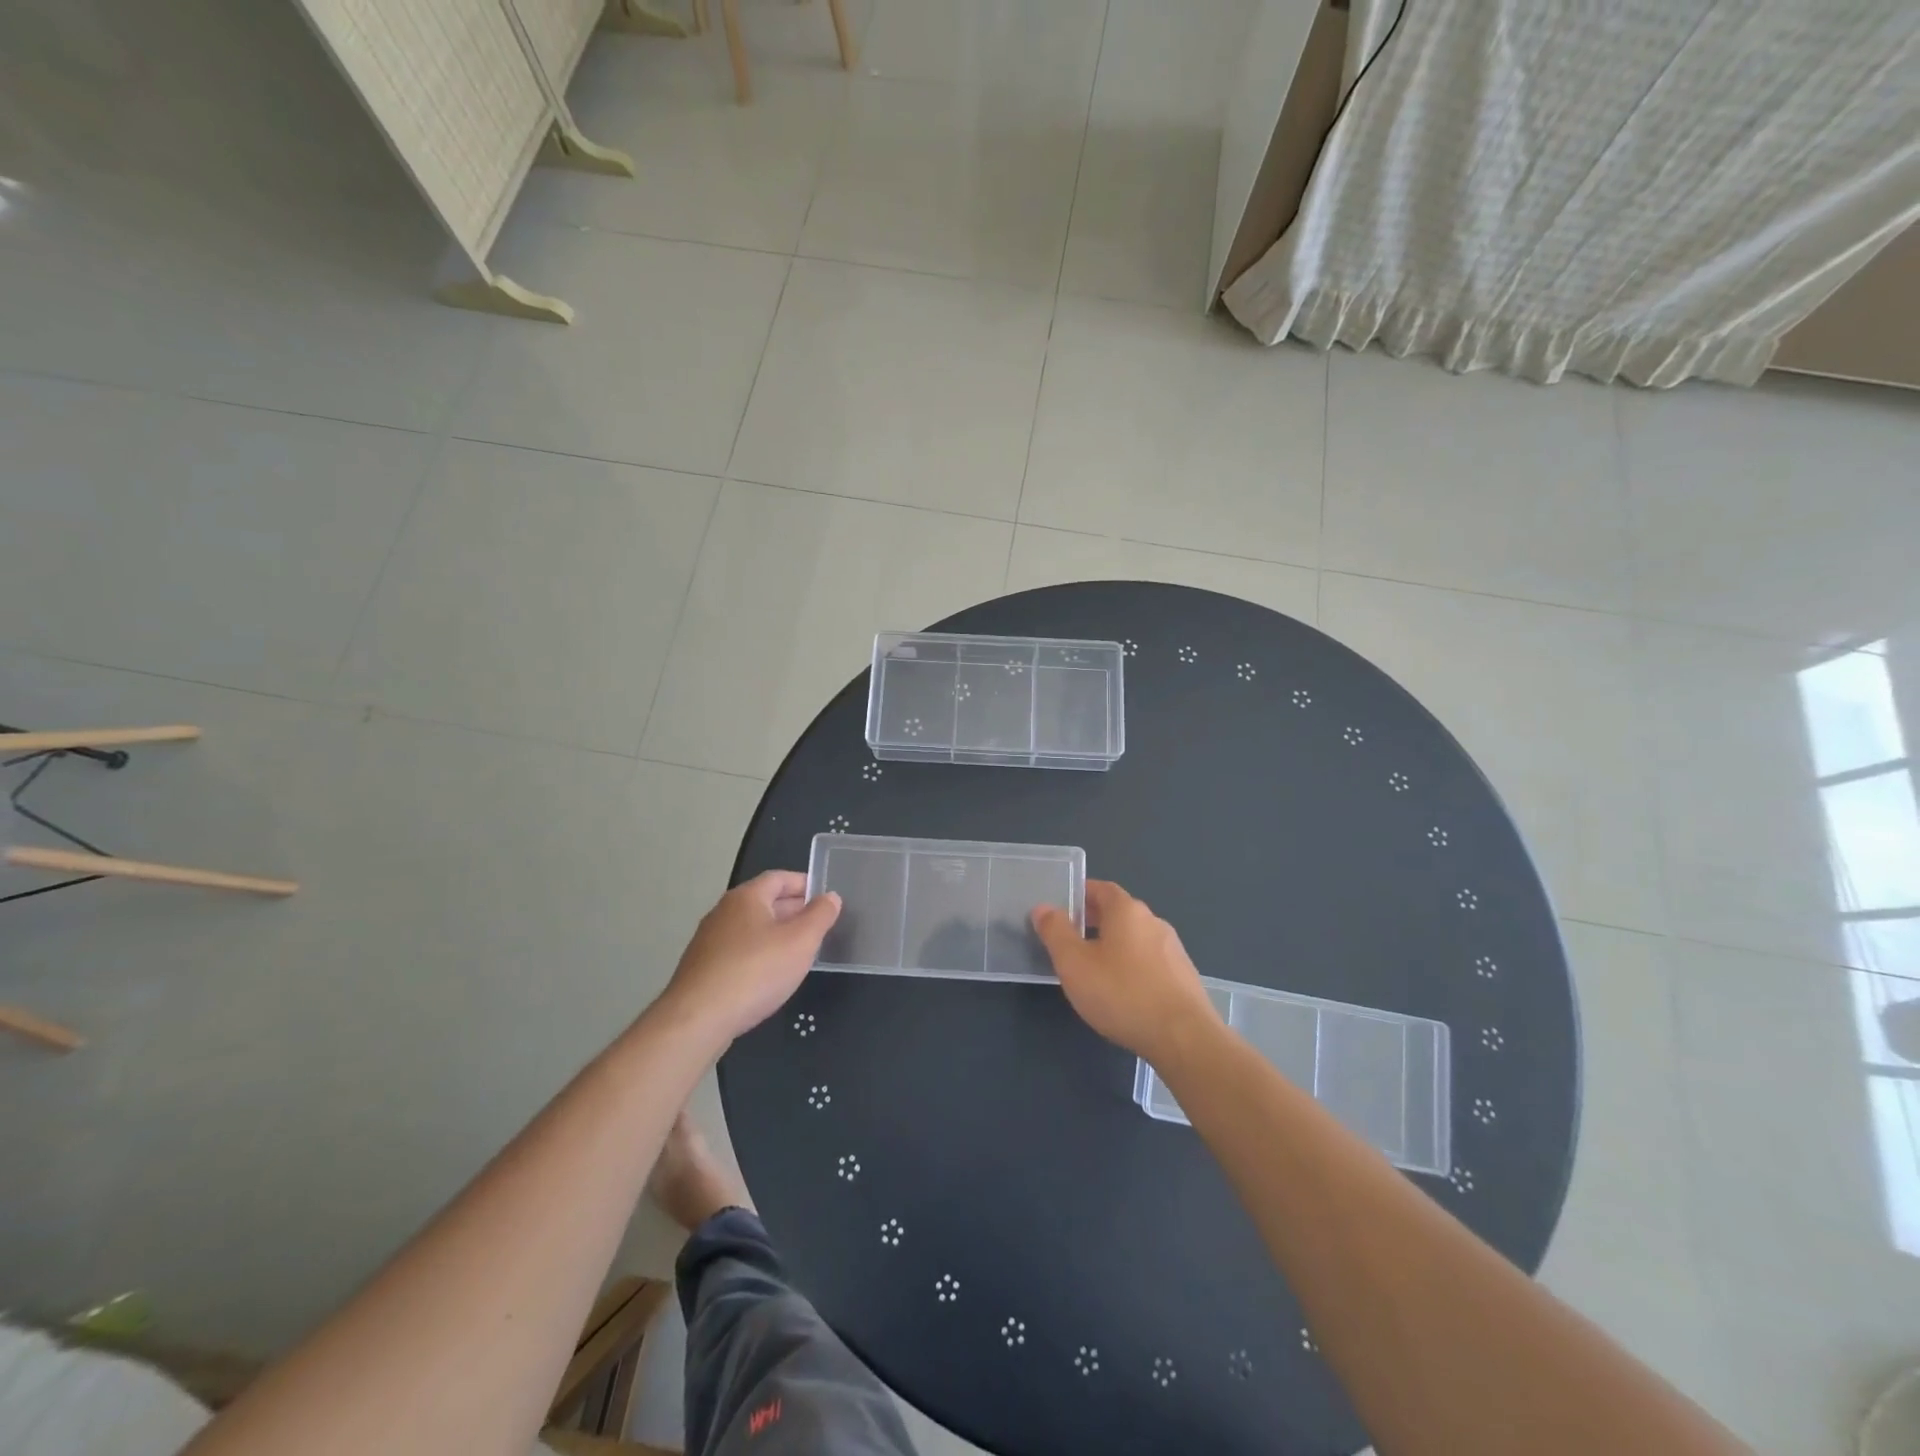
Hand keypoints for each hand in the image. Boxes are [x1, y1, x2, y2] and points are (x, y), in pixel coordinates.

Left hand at [663, 871, 840, 1040]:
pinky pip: (737, 952)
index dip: (804, 884)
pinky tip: (769, 976)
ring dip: (776, 934)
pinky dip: (758, 955)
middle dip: (792, 910)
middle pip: (763, 902)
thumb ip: (820, 916)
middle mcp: (723, 912)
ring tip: (799, 952)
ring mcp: (708, 941)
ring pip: (750, 928)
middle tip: (818, 926)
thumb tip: (830, 896)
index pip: (779, 877)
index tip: (825, 897)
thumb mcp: (800, 941)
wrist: (697, 1020)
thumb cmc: (755, 972)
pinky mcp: (702, 969)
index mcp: (746, 897)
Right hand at [1032, 880, 1222, 1064]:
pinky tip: (1123, 992)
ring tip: (1093, 969)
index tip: (1061, 909)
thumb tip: (1043, 908)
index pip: (1101, 888)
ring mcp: (1173, 949)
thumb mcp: (1074, 963)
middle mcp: (1153, 921)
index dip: (1079, 895)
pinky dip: (1132, 966)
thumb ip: (1056, 932)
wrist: (1184, 1038)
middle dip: (1094, 921)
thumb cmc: (1122, 994)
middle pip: (1119, 912)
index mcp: (1127, 910)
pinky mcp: (1183, 977)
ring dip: (1114, 945)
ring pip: (1135, 938)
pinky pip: (1150, 961)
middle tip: (1070, 939)